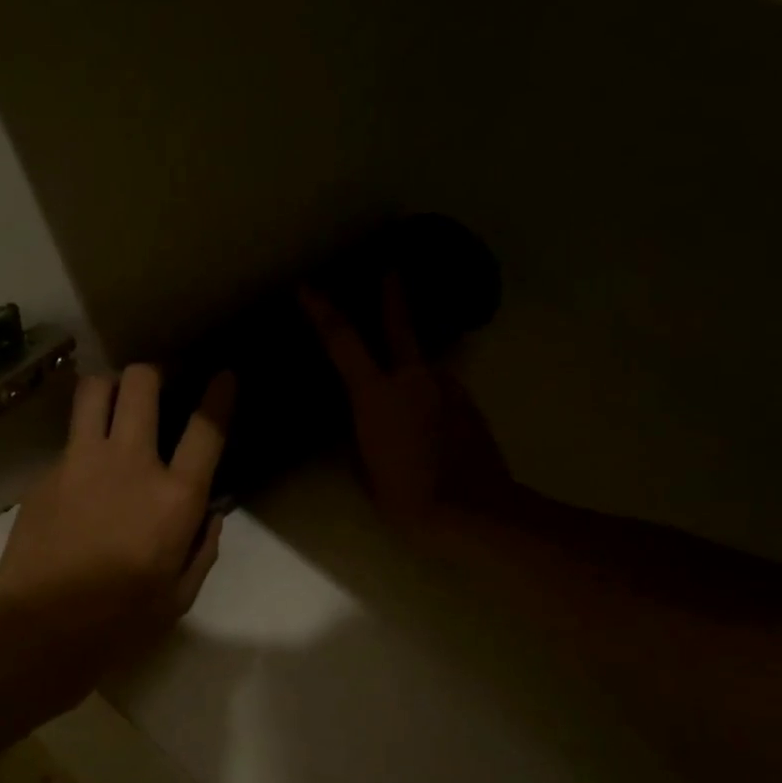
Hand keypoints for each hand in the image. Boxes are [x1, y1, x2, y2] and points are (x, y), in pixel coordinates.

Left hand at [0, 364, 233, 663]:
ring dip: (110, 387)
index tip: (223, 375)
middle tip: (156, 387)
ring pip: (93, 390)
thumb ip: (202, 548)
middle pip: (141, 384)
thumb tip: (209, 514)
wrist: (39, 630)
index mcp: (174, 497)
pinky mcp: (46, 474)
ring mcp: (81, 462)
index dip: (219, 394)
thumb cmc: (121, 622)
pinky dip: (82, 441)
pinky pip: (68, 438)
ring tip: (114, 404)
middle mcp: (130, 463)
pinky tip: (82, 473)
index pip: (206, 428)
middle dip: (153, 374)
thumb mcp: (180, 596)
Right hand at [302, 276, 512, 532]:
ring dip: (411, 366)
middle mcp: (413, 379)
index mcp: (377, 394)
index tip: (308, 288)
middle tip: (391, 271)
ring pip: (424, 365)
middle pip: (400, 326)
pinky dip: (429, 395)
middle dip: (392, 297)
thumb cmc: (407, 495)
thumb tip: (363, 423)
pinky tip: (427, 422)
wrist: (473, 511)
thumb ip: (360, 436)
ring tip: (404, 393)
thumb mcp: (366, 469)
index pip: (343, 342)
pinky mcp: (468, 405)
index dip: (322, 312)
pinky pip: (440, 389)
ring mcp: (446, 388)